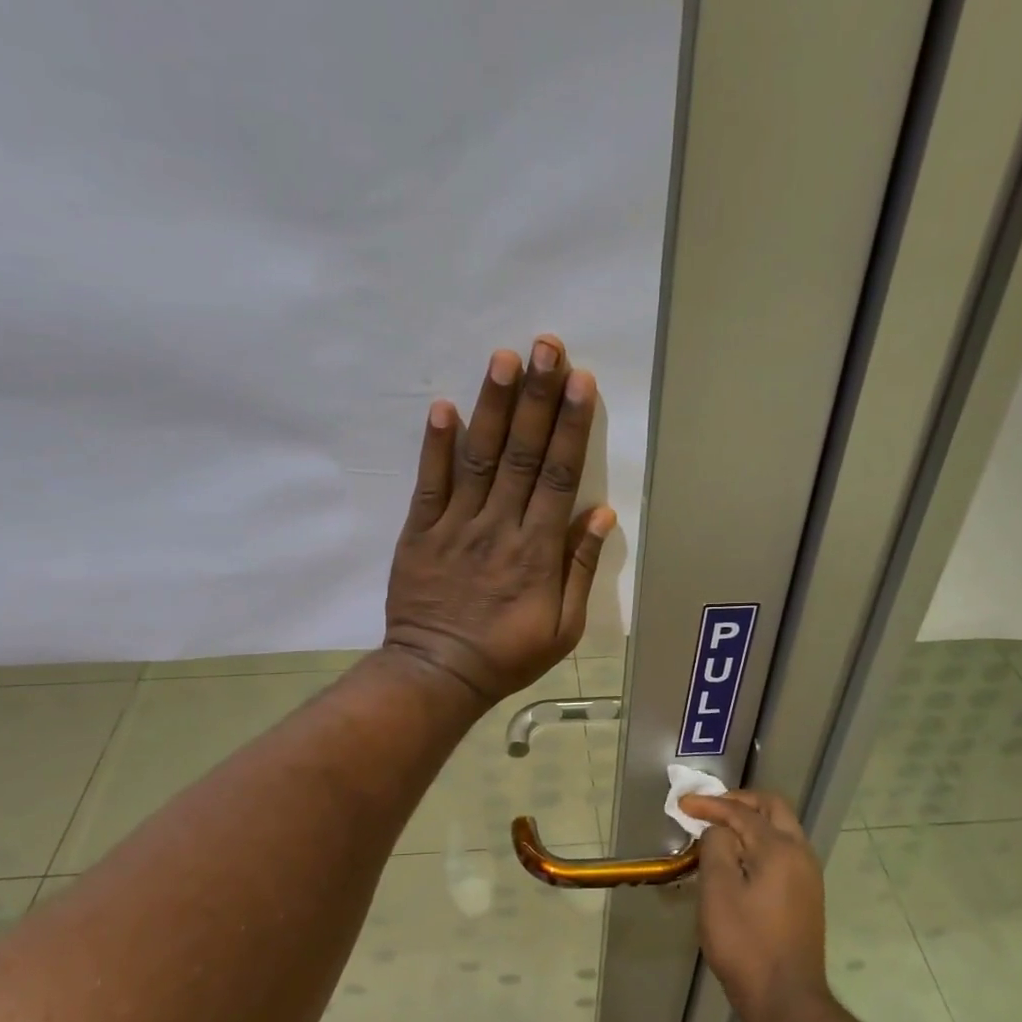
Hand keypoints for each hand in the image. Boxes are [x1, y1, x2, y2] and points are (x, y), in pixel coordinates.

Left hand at [384, 335, 615, 705]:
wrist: (438, 674)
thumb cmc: (507, 655)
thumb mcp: (563, 628)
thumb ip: (580, 569)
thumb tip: (601, 514)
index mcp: (537, 551)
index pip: (559, 477)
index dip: (570, 427)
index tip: (580, 382)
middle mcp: (499, 528)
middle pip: (523, 455)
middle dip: (536, 398)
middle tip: (546, 347)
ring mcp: (456, 527)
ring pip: (480, 459)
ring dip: (493, 407)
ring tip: (503, 359)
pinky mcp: (420, 533)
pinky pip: (429, 484)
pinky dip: (436, 447)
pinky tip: (443, 407)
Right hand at [679, 789, 831, 1021]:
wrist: (786, 1000)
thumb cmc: (745, 943)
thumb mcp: (718, 891)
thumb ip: (716, 847)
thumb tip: (720, 830)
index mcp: (780, 848)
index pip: (742, 812)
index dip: (710, 804)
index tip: (683, 804)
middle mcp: (801, 854)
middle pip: (772, 808)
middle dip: (739, 802)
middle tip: (709, 807)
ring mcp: (808, 876)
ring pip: (781, 829)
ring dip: (751, 821)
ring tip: (719, 830)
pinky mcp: (807, 896)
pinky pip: (783, 851)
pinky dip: (760, 841)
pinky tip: (738, 859)